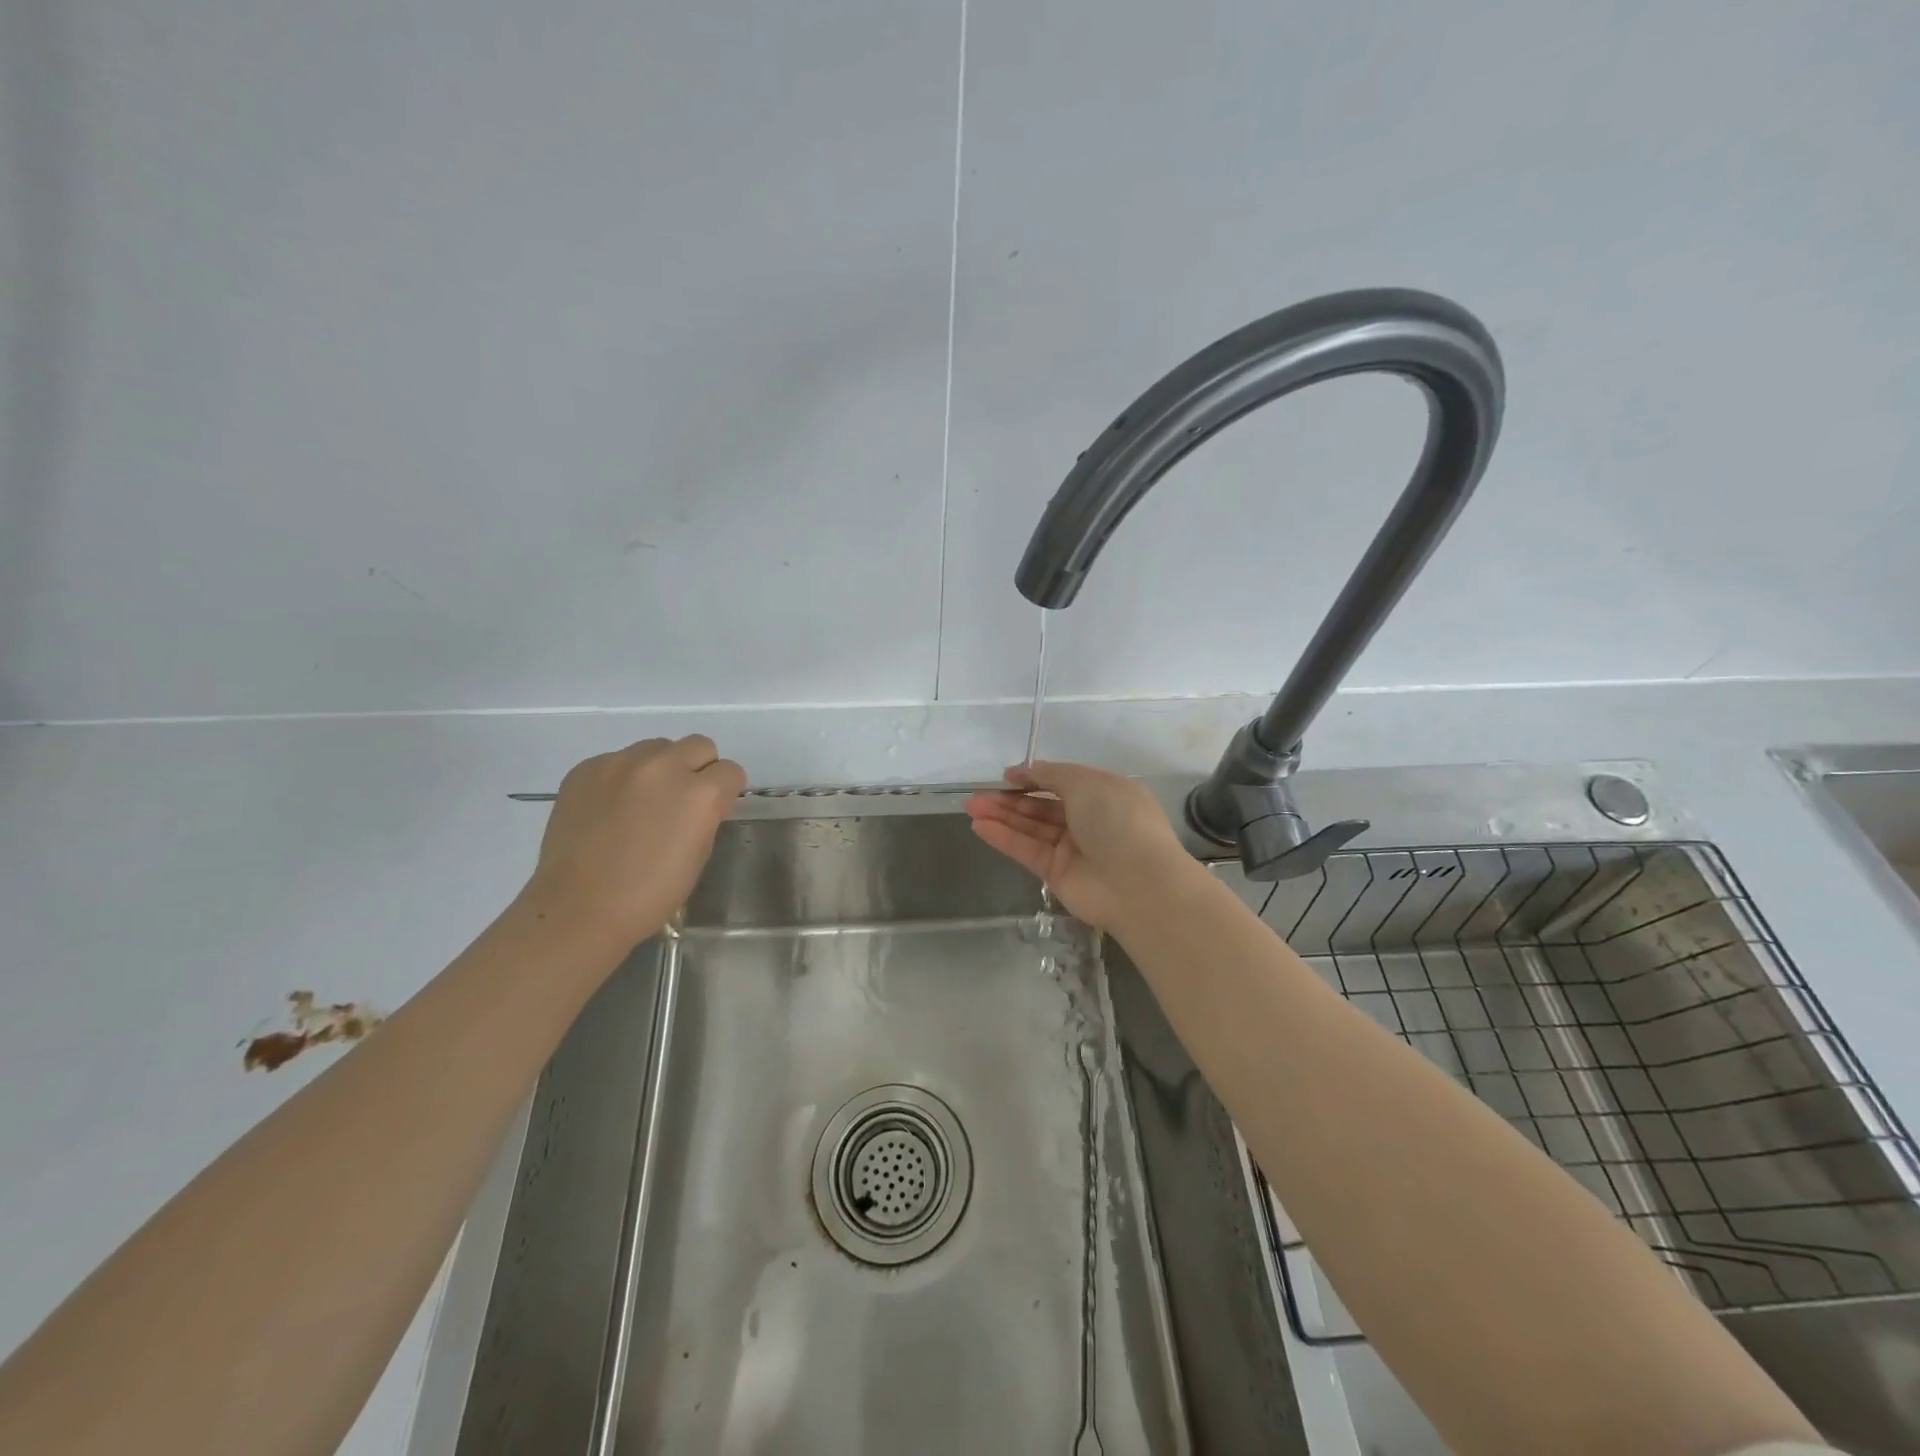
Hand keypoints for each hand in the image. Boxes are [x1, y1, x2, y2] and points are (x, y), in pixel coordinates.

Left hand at [524, 735, 745, 944]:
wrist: (577, 909)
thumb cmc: (649, 894)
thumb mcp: (698, 855)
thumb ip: (706, 816)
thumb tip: (700, 802)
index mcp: (699, 793)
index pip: (730, 771)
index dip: (725, 791)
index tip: (712, 809)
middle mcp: (663, 766)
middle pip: (699, 745)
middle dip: (698, 769)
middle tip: (680, 801)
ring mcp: (620, 763)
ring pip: (657, 748)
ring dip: (660, 768)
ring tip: (642, 803)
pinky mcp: (586, 768)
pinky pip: (618, 760)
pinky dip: (622, 778)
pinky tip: (610, 810)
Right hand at [964, 761, 1196, 930]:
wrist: (1138, 884)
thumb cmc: (1117, 820)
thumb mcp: (1087, 782)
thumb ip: (1053, 774)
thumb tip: (1029, 769)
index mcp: (1104, 793)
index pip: (1063, 781)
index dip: (1034, 777)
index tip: (1007, 775)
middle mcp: (1088, 820)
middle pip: (1042, 806)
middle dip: (1010, 799)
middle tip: (977, 794)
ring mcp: (1072, 848)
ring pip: (1031, 827)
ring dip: (1001, 816)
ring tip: (971, 806)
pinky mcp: (1056, 873)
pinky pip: (1026, 850)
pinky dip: (1004, 837)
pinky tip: (979, 825)